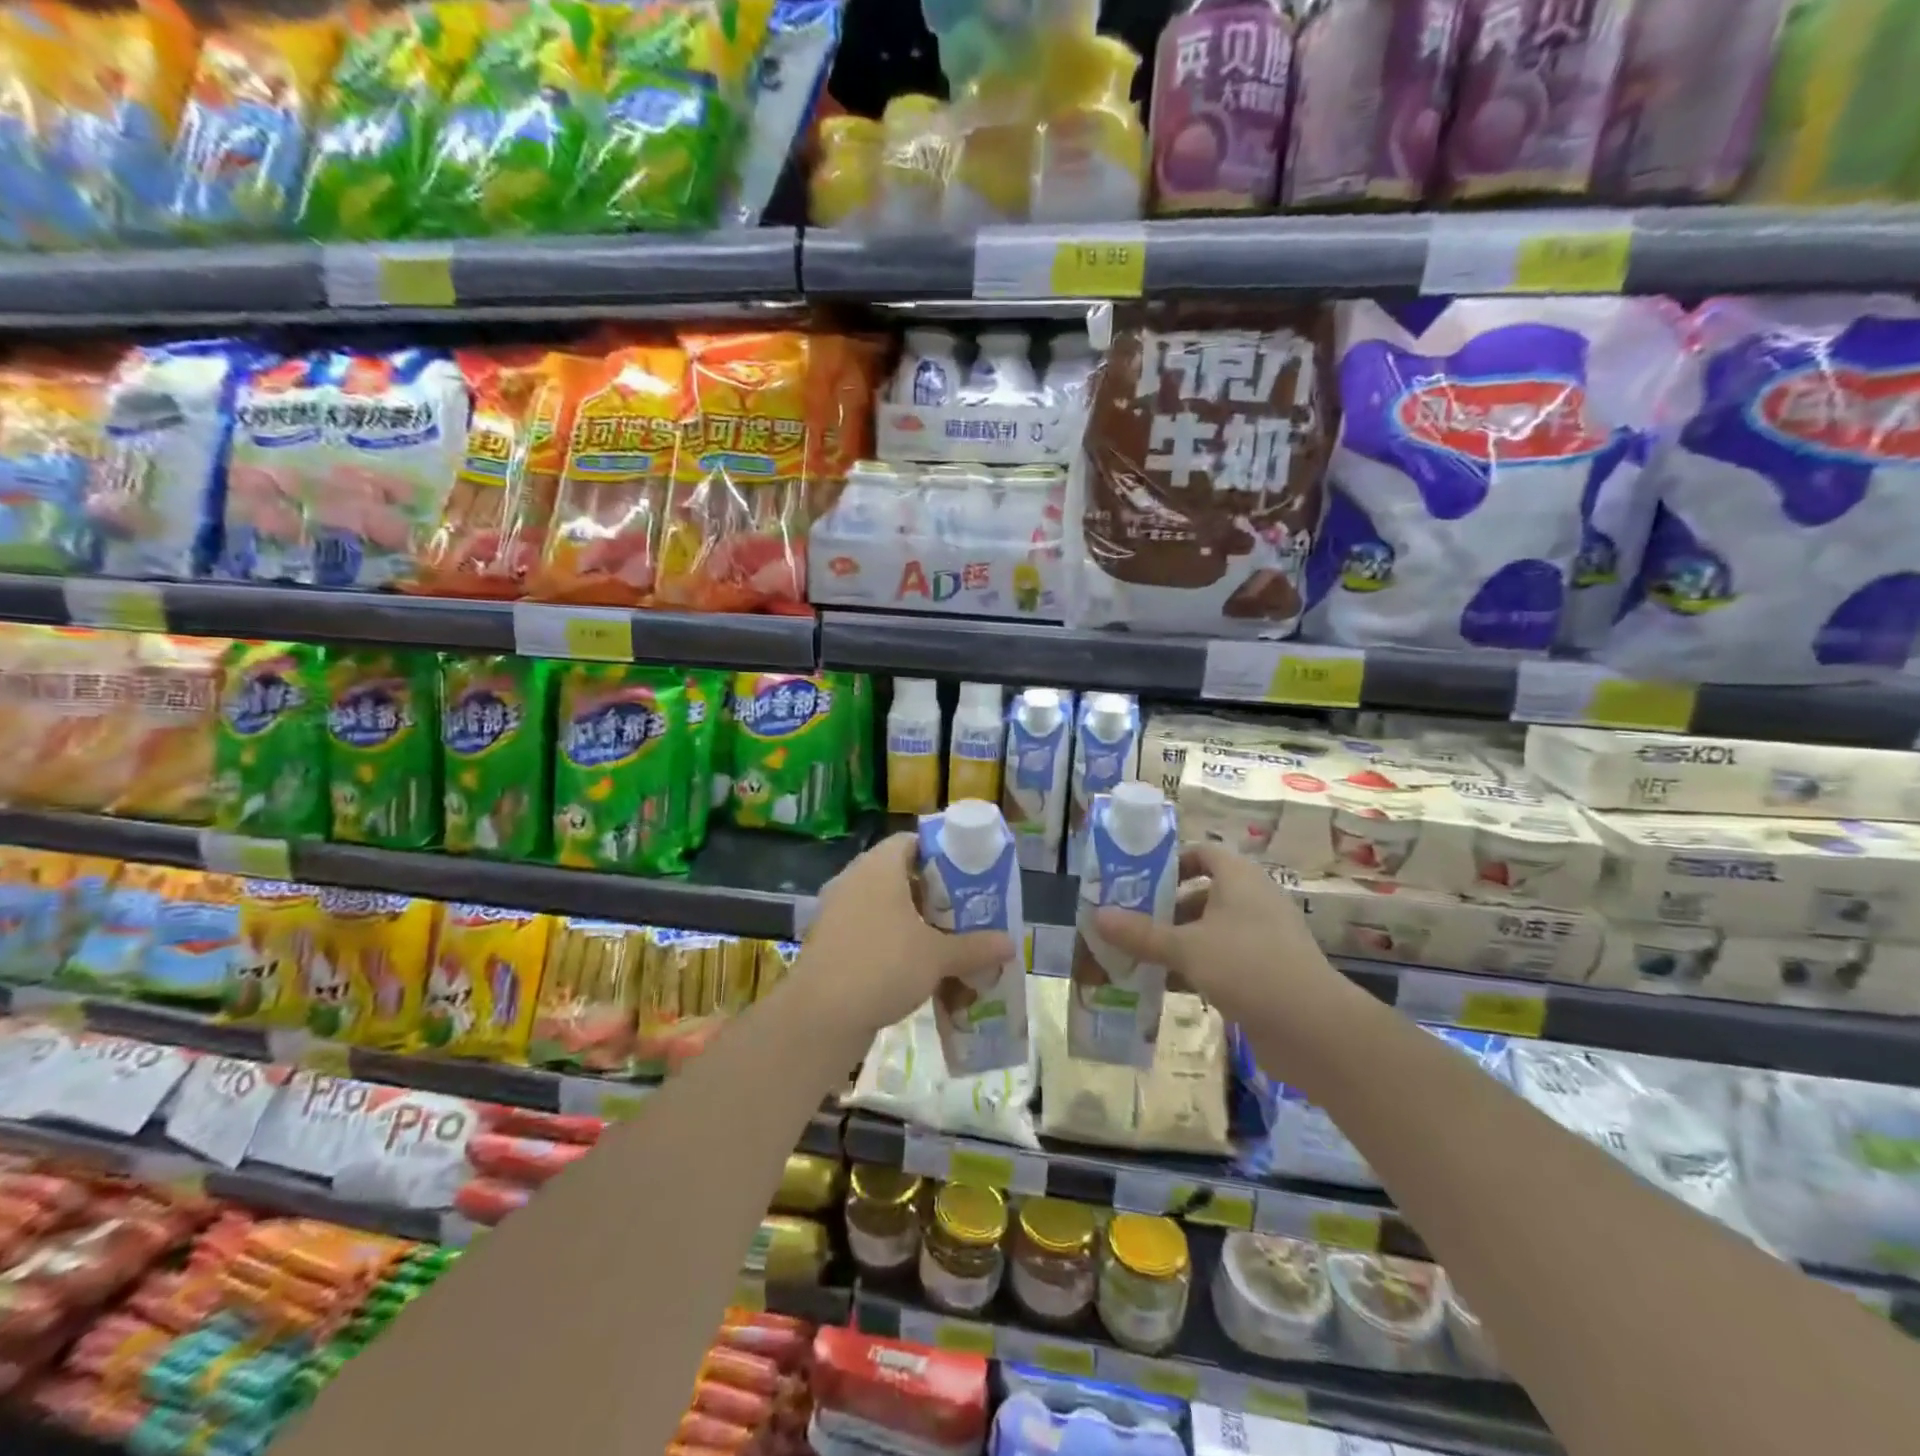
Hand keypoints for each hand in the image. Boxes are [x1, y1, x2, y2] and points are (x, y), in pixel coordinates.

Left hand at [797, 833, 1015, 1042]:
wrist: (821, 1015)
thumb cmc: (883, 966)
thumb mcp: (937, 957)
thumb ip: (975, 947)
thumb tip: (1011, 945)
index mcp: (878, 867)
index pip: (910, 841)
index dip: (939, 854)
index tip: (965, 874)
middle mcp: (853, 879)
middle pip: (897, 872)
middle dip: (929, 890)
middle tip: (960, 909)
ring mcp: (835, 910)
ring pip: (880, 902)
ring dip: (909, 917)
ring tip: (941, 937)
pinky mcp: (827, 940)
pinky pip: (865, 926)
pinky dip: (887, 937)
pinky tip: (910, 963)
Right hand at [1094, 841, 1340, 1027]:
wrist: (1314, 1029)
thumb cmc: (1247, 967)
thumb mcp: (1186, 948)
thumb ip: (1141, 933)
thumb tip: (1096, 916)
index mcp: (1240, 879)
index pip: (1203, 853)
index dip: (1172, 862)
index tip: (1139, 882)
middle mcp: (1254, 901)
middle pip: (1203, 893)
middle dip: (1166, 908)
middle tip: (1130, 922)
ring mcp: (1263, 938)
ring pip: (1211, 930)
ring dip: (1178, 942)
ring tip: (1140, 956)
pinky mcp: (1267, 973)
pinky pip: (1223, 960)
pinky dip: (1197, 967)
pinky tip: (1168, 986)